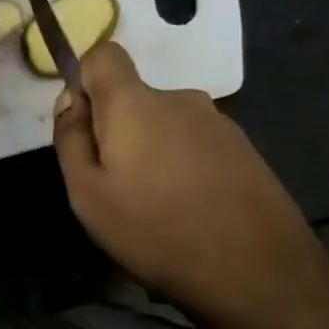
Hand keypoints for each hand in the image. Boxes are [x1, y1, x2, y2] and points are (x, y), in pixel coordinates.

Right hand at [53, 42, 328, 328]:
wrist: (257, 272)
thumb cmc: (155, 230)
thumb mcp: (87, 193)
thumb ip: (71, 138)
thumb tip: (71, 99)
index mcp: (135, 103)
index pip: (104, 55)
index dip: (85, 81)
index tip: (84, 128)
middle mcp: (180, 99)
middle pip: (134, 99)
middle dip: (118, 132)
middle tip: (116, 188)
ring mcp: (219, 124)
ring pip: (166, 126)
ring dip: (153, 154)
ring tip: (156, 209)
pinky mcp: (245, 150)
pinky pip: (195, 147)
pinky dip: (184, 169)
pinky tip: (190, 213)